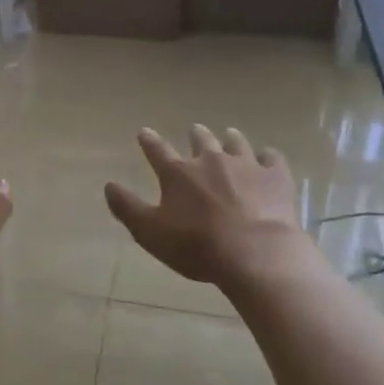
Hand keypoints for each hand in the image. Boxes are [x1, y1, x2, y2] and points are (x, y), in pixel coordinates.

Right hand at [104, 126, 312, 290]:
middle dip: (196, 135)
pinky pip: (272, 158)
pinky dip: (268, 157)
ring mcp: (245, 165)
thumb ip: (128, 208)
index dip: (149, 141)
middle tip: (195, 131)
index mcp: (178, 173)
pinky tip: (268, 158)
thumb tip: (109, 185)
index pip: (157, 150)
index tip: (145, 132)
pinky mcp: (275, 176)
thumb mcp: (150, 233)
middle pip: (201, 139)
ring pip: (235, 142)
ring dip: (230, 138)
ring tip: (229, 135)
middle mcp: (210, 160)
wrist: (255, 253)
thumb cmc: (197, 246)